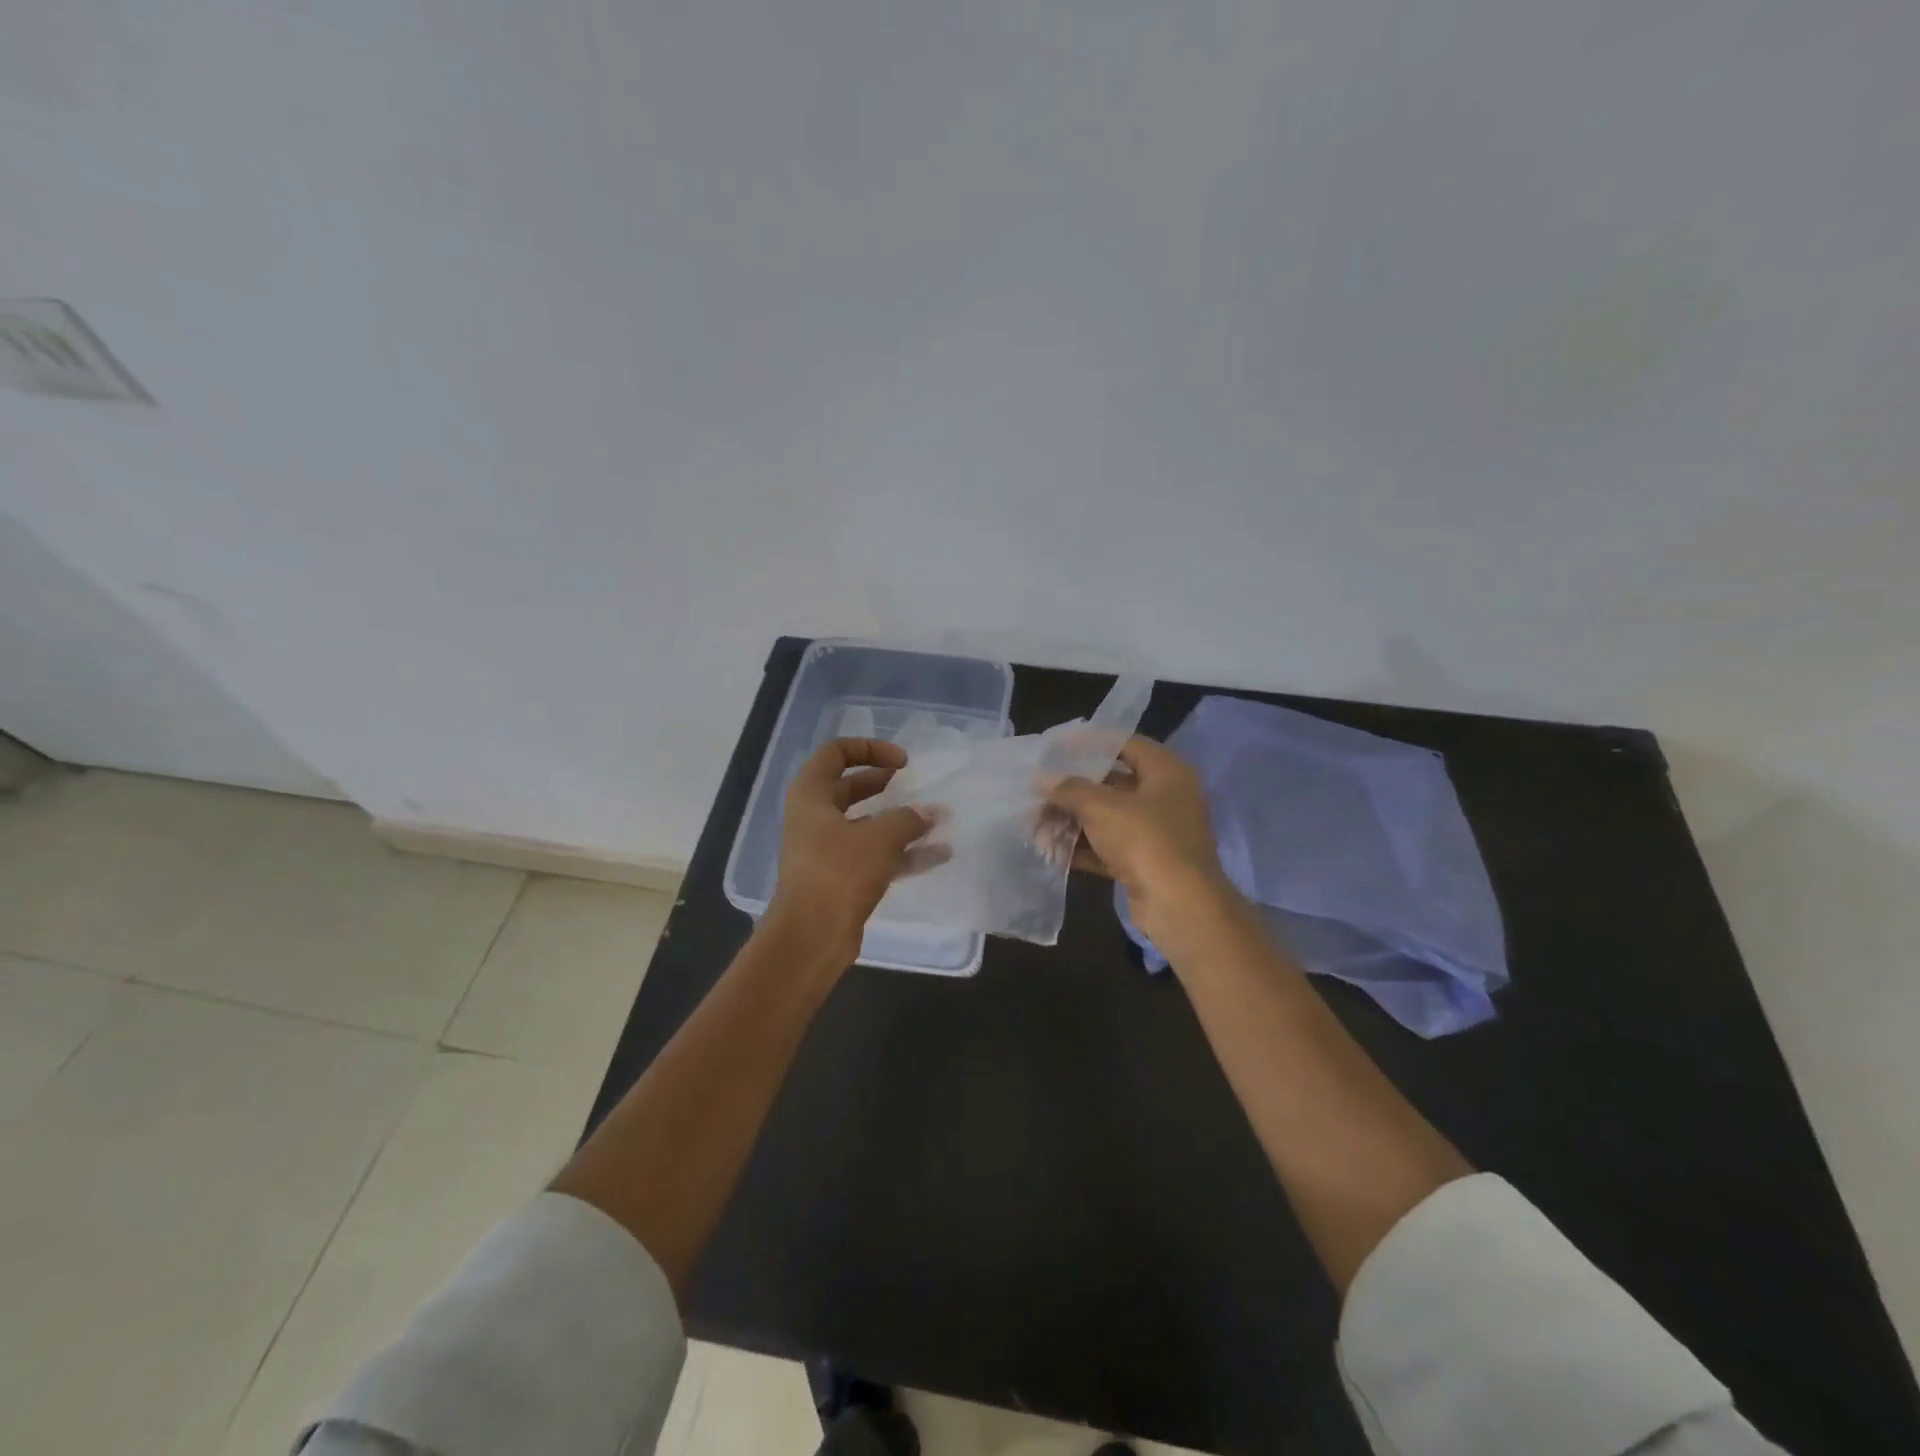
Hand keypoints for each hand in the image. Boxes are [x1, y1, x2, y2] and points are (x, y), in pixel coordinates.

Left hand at [768, 738, 939, 966]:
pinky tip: (938, 855)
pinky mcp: (839, 878)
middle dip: (886, 784)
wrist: (811, 937)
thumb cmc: (839, 872)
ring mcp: (825, 850)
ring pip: (866, 824)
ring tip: (937, 821)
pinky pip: (874, 855)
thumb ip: (908, 819)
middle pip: (851, 787)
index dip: (870, 749)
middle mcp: (813, 817)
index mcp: (811, 795)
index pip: (836, 752)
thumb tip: (930, 813)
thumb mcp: (880, 838)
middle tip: (915, 785)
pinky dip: (902, 852)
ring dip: (900, 822)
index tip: (902, 763)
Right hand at [1041, 736, 1239, 951]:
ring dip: (1073, 822)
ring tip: (1038, 828)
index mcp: (1166, 771)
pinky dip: (1084, 848)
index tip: (1056, 748)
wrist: (1179, 906)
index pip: (1125, 744)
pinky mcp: (1147, 862)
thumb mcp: (1101, 807)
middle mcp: (1166, 797)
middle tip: (1040, 794)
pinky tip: (1054, 852)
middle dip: (1073, 791)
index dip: (1090, 743)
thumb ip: (1069, 789)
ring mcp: (1158, 832)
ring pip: (1108, 818)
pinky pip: (1110, 847)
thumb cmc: (1145, 840)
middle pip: (1112, 784)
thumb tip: (1042, 780)